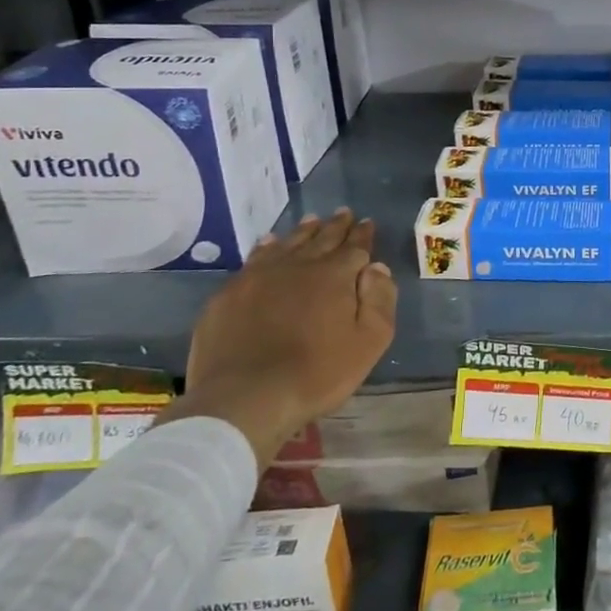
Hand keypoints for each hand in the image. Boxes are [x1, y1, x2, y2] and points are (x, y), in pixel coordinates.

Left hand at [156, 209, 397, 469]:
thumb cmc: (316, 374)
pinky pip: (254, 258)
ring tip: (312, 220)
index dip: (363, 235)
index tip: (367, 222)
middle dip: (336, 226)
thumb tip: (377, 268)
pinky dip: (266, 246)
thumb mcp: (369, 342)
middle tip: (343, 213)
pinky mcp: (229, 293)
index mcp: (334, 276)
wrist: (244, 398)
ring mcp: (259, 276)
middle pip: (321, 239)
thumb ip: (380, 301)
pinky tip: (269, 242)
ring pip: (287, 244)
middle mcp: (298, 265)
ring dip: (303, 231)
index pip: (354, 247)